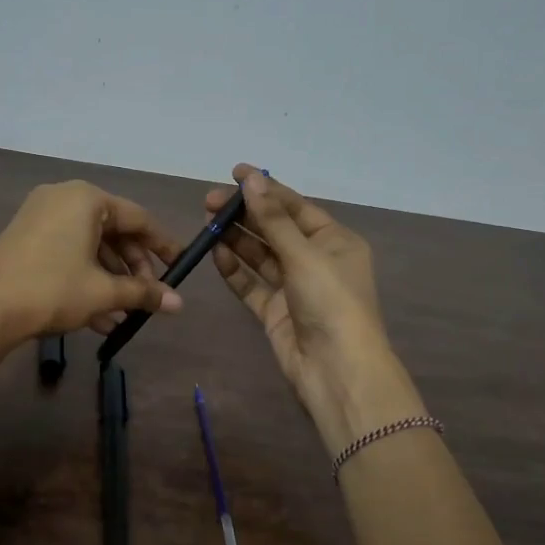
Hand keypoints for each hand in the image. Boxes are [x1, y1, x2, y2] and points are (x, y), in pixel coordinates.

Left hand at [0, 181, 182, 348]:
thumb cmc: (52, 290)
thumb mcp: (103, 292)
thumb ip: (143, 293)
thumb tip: (180, 304)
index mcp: (87, 199)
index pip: (138, 218)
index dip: (162, 245)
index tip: (179, 267)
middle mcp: (63, 198)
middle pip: (113, 232)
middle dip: (133, 268)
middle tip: (148, 297)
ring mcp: (39, 217)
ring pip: (89, 246)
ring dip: (110, 280)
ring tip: (123, 316)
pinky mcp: (24, 238)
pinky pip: (67, 252)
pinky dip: (85, 278)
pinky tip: (98, 318)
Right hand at [207, 165, 420, 454]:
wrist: (337, 372)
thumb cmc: (331, 303)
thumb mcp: (304, 255)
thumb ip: (273, 218)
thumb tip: (251, 179)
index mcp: (335, 241)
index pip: (295, 206)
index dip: (266, 188)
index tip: (234, 172)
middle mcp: (316, 260)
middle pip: (275, 228)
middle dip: (244, 214)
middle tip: (208, 201)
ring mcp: (294, 287)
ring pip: (260, 255)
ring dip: (236, 238)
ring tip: (206, 222)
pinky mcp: (275, 311)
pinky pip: (251, 283)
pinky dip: (234, 269)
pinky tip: (215, 252)